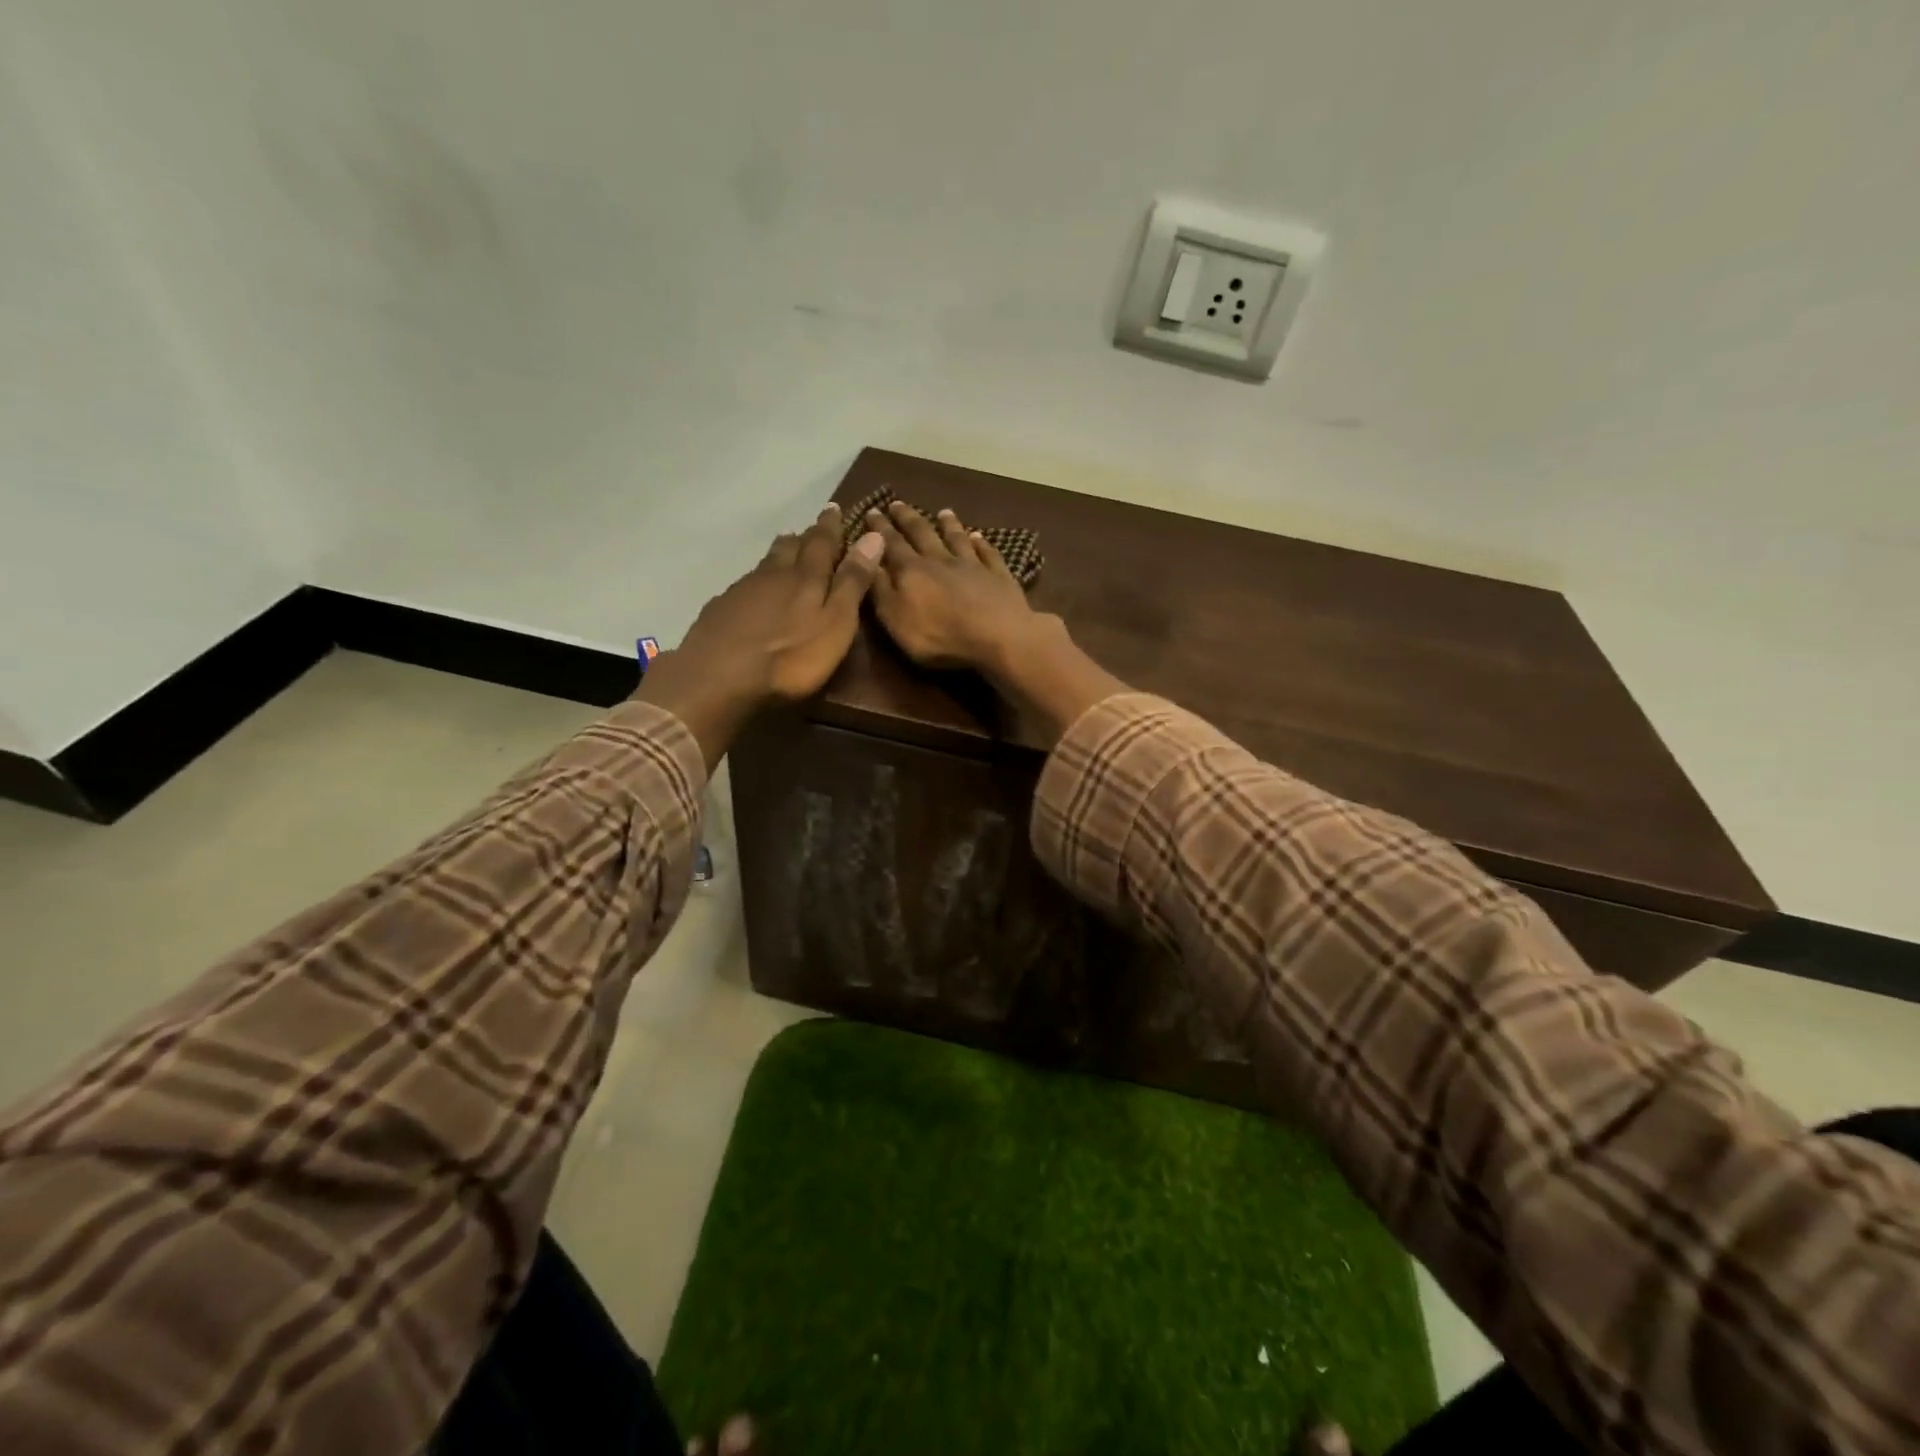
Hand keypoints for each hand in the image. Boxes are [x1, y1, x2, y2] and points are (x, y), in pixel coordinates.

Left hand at [639, 504, 884, 769]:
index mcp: (806, 577)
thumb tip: (873, 536)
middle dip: (805, 537)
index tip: (834, 508)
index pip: (823, 542)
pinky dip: (757, 581)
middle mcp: (773, 574)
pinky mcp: (721, 609)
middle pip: (790, 547)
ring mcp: (742, 590)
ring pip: (766, 563)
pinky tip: (754, 593)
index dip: (830, 526)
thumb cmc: (791, 658)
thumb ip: (853, 582)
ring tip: (787, 553)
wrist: (719, 678)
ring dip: (780, 555)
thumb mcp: (836, 623)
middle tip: (813, 529)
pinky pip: (744, 584)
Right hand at [865, 500, 1043, 672]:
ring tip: (943, 511)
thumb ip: (879, 589)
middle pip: (922, 533)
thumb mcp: (895, 619)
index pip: (890, 544)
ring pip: (957, 538)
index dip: (879, 529)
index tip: (872, 511)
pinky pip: (988, 554)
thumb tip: (866, 559)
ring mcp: (972, 566)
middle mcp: (940, 560)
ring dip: (949, 524)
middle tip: (897, 503)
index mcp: (911, 571)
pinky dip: (982, 543)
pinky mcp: (998, 576)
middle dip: (907, 518)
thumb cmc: (939, 635)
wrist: (997, 637)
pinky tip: (979, 537)